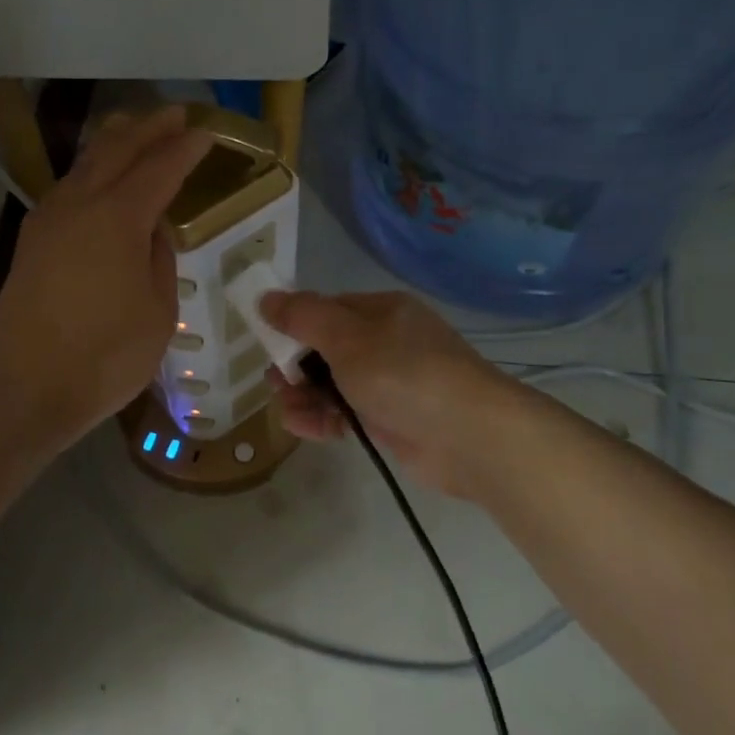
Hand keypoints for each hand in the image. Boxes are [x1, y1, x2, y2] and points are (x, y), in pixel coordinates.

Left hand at [0, 107, 210, 453]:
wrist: (20, 388)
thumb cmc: (102, 357)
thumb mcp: (157, 312)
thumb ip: (159, 261)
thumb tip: (153, 231)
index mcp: (118, 217)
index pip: (160, 168)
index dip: (185, 149)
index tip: (205, 133)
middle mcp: (80, 204)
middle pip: (117, 150)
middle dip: (148, 128)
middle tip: (174, 115)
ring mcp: (49, 220)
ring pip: (86, 164)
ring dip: (114, 143)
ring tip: (135, 130)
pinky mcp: (32, 241)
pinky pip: (69, 187)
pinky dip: (92, 171)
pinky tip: (100, 179)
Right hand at [261, 289, 525, 498]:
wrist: (470, 436)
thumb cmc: (404, 373)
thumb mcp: (346, 338)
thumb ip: (302, 318)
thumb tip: (265, 297)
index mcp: (381, 311)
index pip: (326, 309)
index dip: (294, 323)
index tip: (266, 342)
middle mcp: (386, 342)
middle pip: (327, 348)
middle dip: (296, 363)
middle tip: (275, 381)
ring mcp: (390, 383)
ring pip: (334, 383)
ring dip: (305, 394)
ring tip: (285, 408)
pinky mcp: (391, 419)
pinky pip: (346, 412)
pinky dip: (323, 417)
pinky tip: (300, 425)